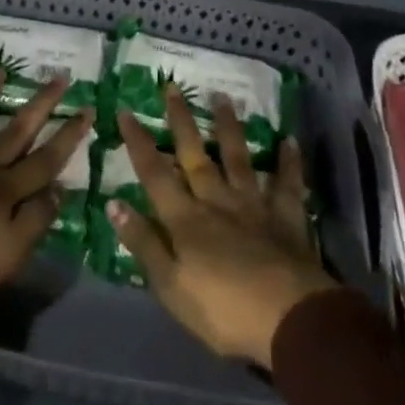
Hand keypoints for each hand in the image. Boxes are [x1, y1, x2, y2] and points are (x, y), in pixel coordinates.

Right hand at [108, 87, 337, 369]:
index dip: (139, 142)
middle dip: (181, 120)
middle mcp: (216, 200)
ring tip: (222, 97)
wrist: (288, 318)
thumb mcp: (171, 286)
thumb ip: (144, 243)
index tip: (125, 111)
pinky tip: (290, 141)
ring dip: (229, 127)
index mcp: (185, 219)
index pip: (155, 174)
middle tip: (172, 86)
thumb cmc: (223, 310)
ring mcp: (253, 205)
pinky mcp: (285, 218)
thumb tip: (114, 203)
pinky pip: (287, 185)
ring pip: (237, 158)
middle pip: (195, 155)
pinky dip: (289, 163)